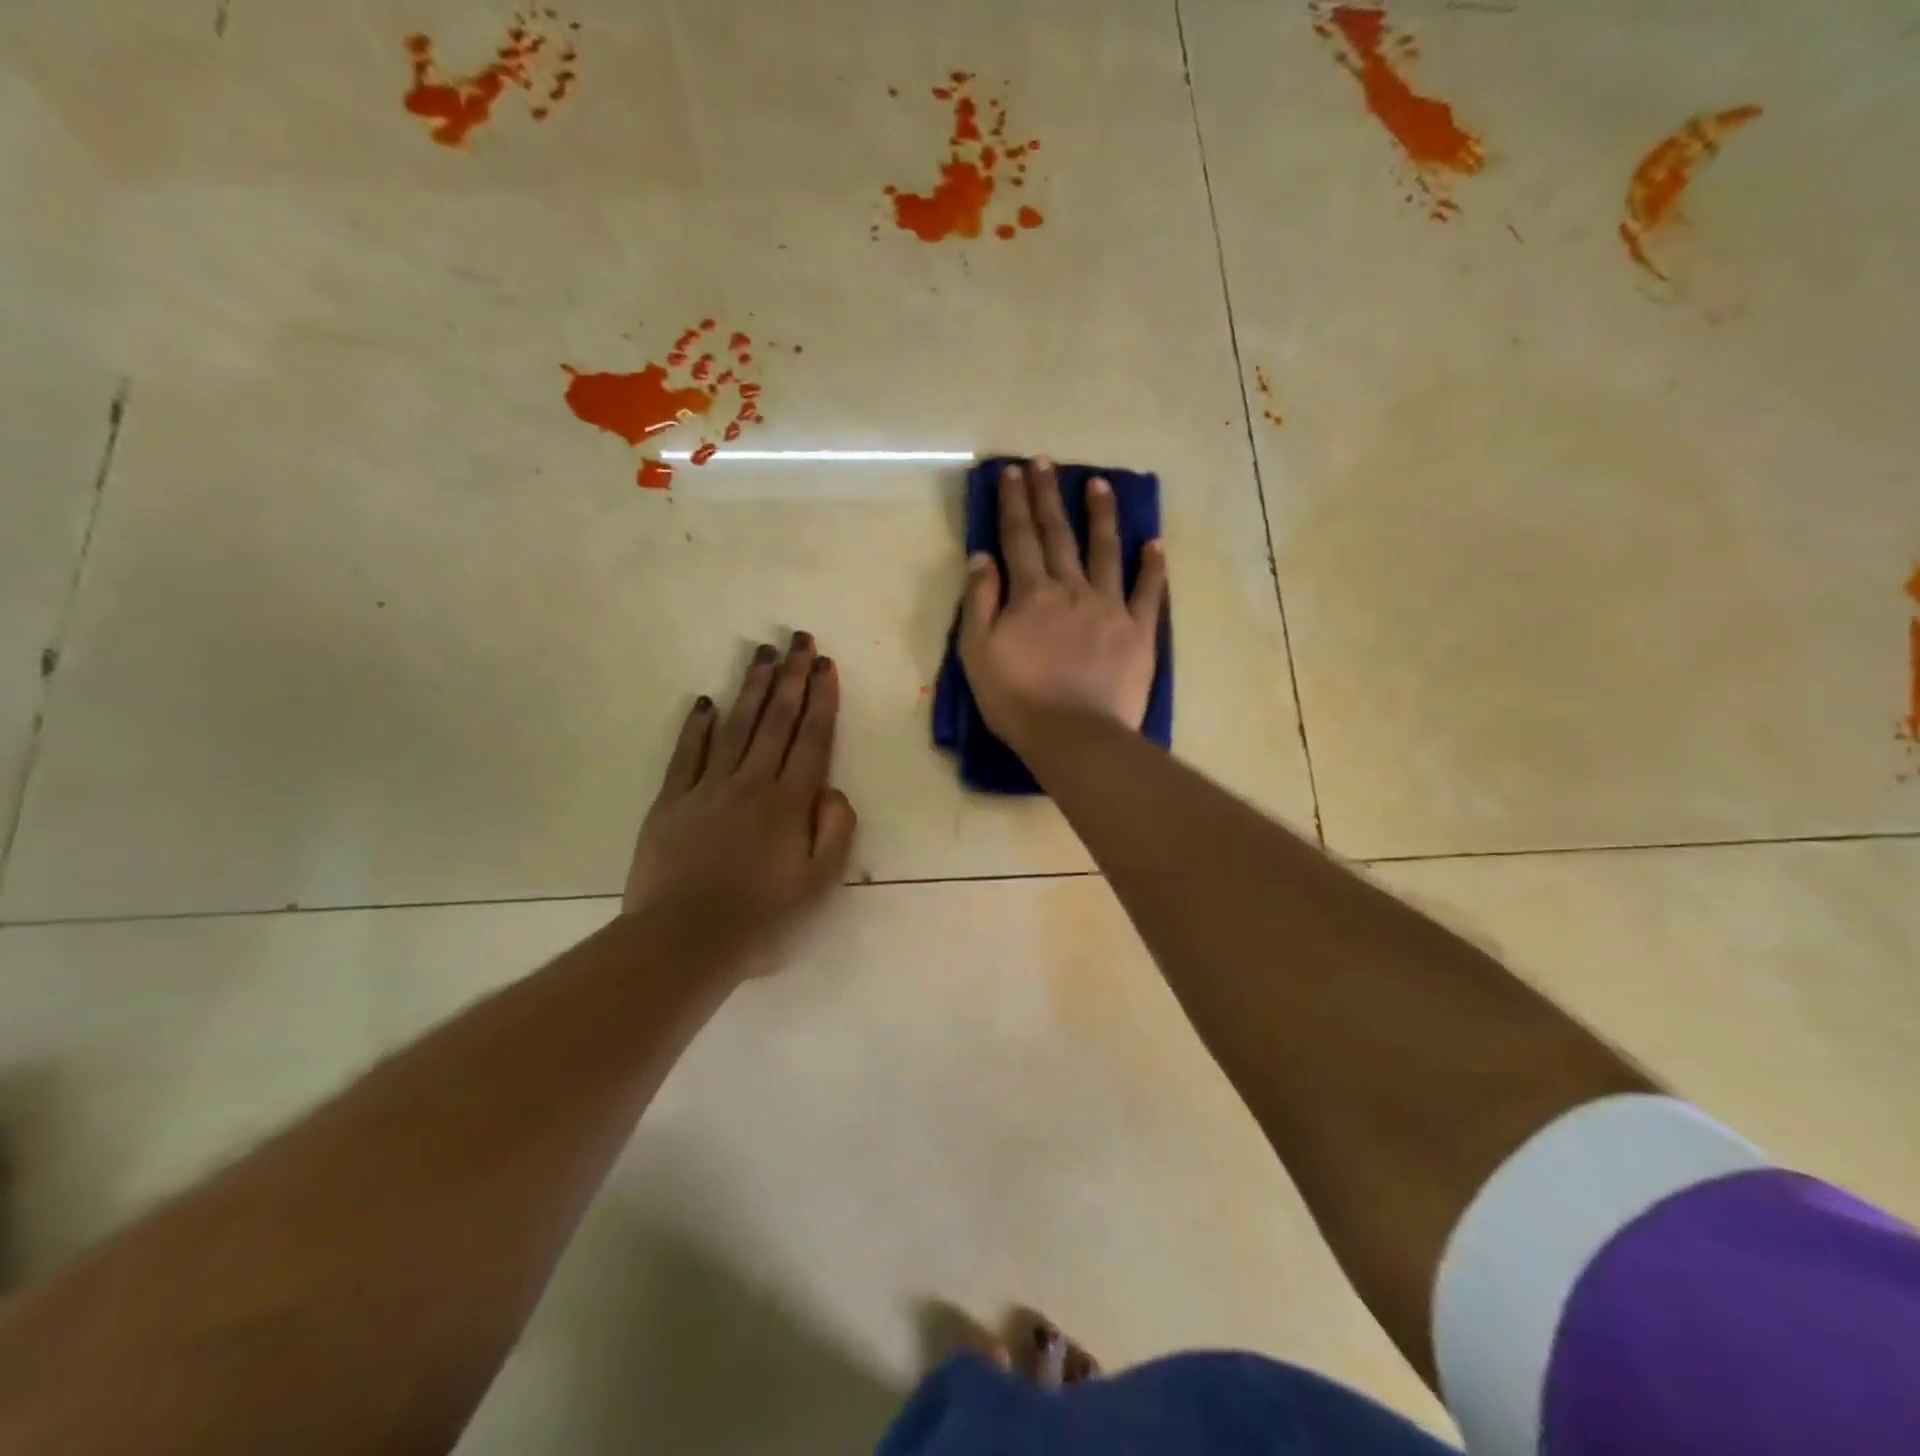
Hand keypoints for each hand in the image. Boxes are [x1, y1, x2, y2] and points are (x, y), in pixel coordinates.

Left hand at [624, 633, 857, 979]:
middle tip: (798, 640)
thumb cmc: (761, 920)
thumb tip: (833, 791)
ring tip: (762, 654)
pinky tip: (705, 703)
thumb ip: (835, 832)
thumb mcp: (818, 885)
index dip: (821, 700)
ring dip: (750, 688)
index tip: (825, 665)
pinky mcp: (671, 803)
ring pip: (735, 727)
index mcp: (789, 803)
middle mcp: (751, 784)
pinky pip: (686, 755)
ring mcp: (707, 789)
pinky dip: (697, 728)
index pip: (811, 740)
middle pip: (775, 721)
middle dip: (790, 678)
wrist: (683, 942)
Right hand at [958, 458, 1167, 753]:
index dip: (1013, 503)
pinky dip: (1152, 566)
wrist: (1074, 736)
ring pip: (1105, 551)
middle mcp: (1071, 588)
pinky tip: (1154, 544)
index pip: (1019, 538)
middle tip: (1046, 462)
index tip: (1011, 473)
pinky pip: (1148, 592)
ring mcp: (1109, 607)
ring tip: (1100, 484)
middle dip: (1049, 496)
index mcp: (1031, 593)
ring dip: (1101, 516)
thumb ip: (979, 601)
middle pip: (1059, 534)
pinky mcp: (1138, 631)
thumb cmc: (1017, 699)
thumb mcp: (977, 652)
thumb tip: (983, 556)